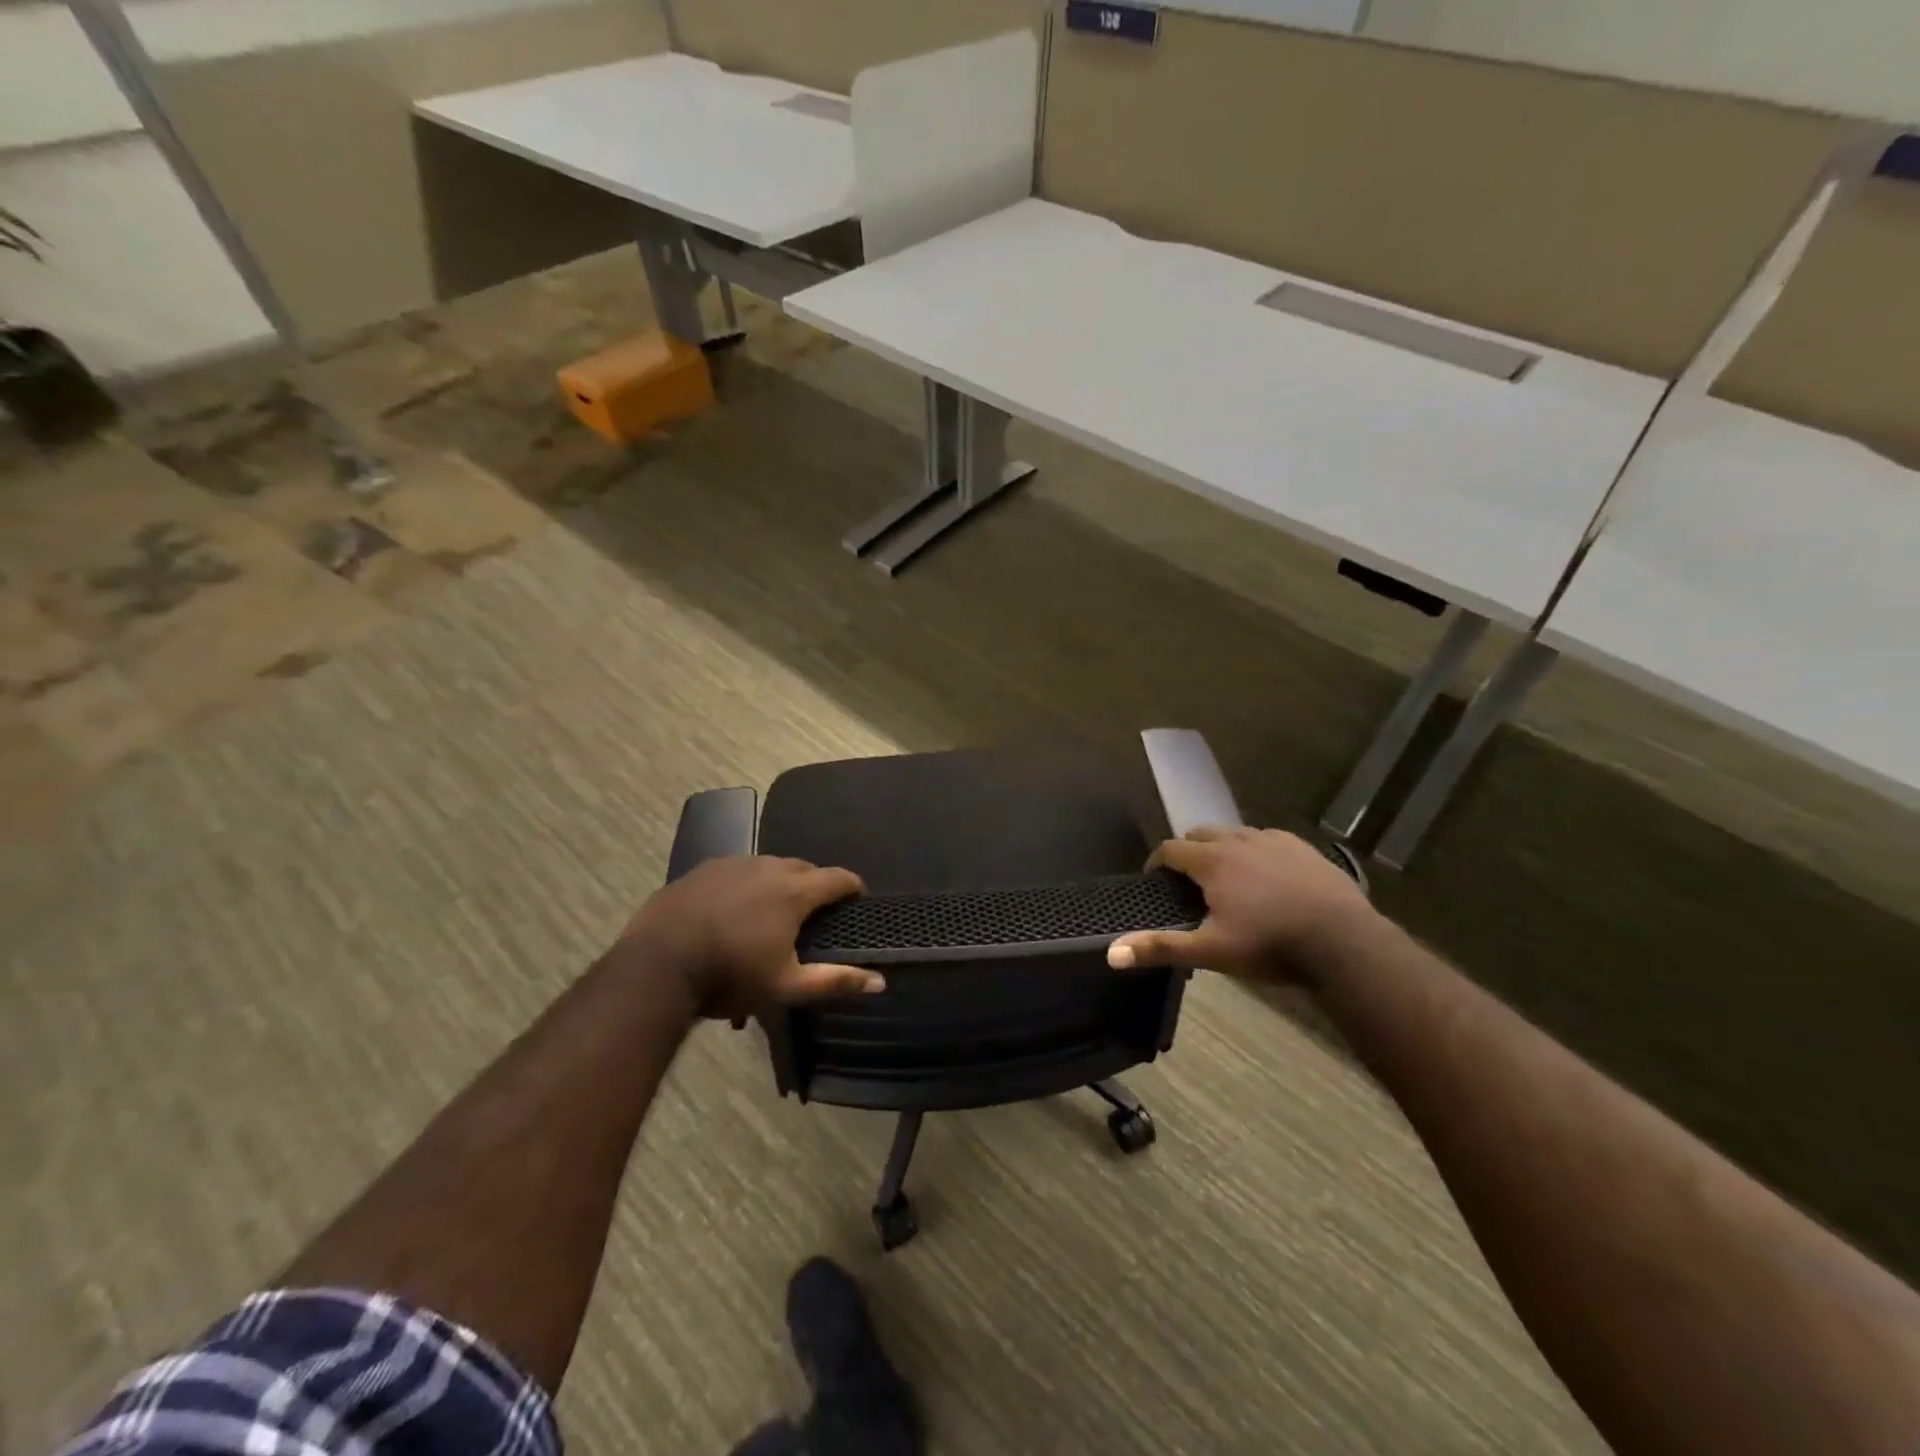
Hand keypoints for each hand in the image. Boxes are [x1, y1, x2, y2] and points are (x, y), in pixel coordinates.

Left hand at [623, 856, 882, 1019]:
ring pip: (768, 866)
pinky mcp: (701, 869)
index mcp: (794, 891)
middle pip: (804, 868)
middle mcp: (767, 866)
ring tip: (772, 911)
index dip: (853, 887)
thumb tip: (880, 982)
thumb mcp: (786, 987)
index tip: (858, 899)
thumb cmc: (729, 976)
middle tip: (814, 913)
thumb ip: (835, 981)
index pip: (838, 878)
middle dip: (815, 885)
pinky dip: (746, 884)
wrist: (657, 965)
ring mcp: (731, 864)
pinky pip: (736, 871)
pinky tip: (733, 909)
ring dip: (779, 882)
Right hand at [1107, 826, 1373, 984]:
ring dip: (1221, 848)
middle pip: (1200, 834)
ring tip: (1226, 877)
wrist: (1343, 942)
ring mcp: (1273, 840)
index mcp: (1212, 861)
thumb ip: (1161, 948)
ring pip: (1234, 834)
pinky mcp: (1302, 847)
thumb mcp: (1211, 951)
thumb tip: (1111, 953)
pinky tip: (1266, 875)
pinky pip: (1267, 839)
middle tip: (1188, 881)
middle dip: (1188, 851)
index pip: (1171, 849)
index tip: (1154, 880)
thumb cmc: (1270, 945)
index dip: (1157, 862)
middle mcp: (1238, 841)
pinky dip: (1255, 851)